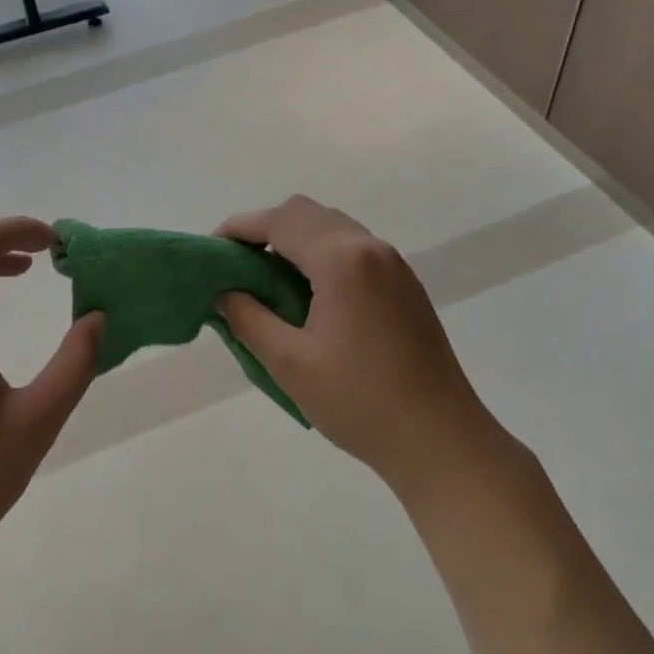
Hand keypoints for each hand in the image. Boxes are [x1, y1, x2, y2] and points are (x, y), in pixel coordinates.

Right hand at [217, 196, 511, 498]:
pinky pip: (353, 247)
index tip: (212, 249)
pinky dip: (321, 252)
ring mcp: (393, 264)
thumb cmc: (360, 403)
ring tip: (267, 277)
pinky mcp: (404, 284)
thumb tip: (224, 293)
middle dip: (266, 228)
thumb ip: (249, 319)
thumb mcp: (291, 363)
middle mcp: (370, 248)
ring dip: (295, 238)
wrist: (442, 441)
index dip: (240, 227)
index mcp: (342, 260)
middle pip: (306, 213)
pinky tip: (308, 292)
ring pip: (332, 226)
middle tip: (238, 263)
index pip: (280, 221)